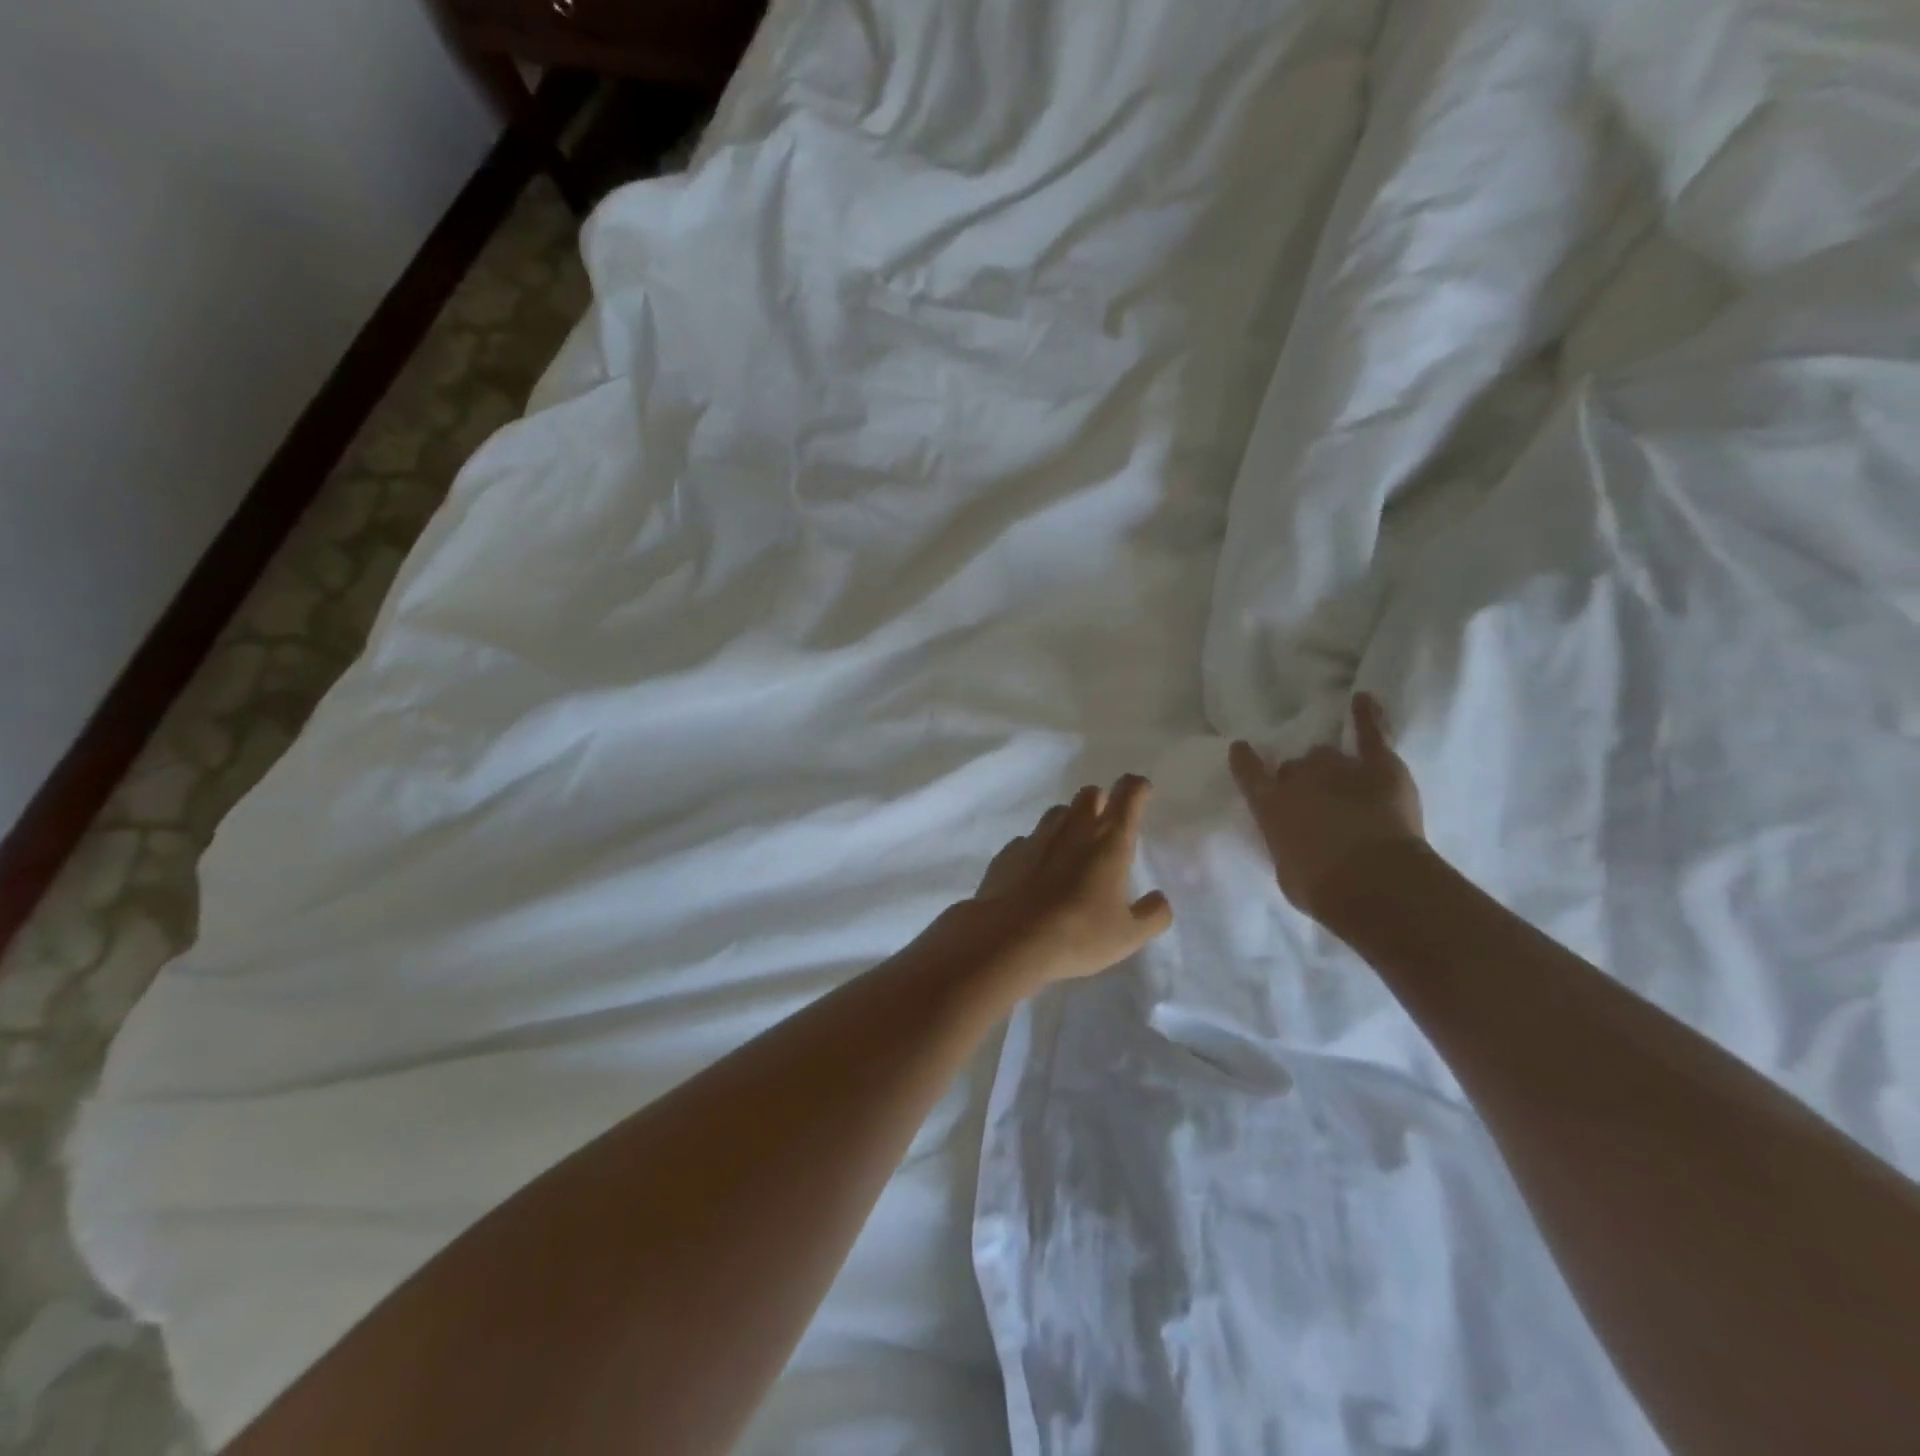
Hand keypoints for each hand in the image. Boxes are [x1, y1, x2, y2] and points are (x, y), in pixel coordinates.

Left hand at [960, 775, 1173, 987]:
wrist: (1009, 941)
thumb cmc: (1078, 935)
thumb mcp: (1128, 936)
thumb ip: (1152, 915)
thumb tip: (1160, 900)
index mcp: (1109, 842)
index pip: (1128, 795)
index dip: (1137, 788)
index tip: (1142, 791)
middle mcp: (1073, 829)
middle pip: (1089, 794)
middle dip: (1100, 801)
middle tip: (1105, 824)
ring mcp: (1036, 838)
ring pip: (1057, 812)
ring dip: (1069, 821)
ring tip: (1072, 849)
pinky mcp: (1008, 853)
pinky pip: (1028, 840)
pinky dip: (1038, 849)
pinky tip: (1037, 872)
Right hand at [1229, 693, 1424, 922]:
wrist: (1374, 883)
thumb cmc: (1321, 888)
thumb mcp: (1287, 870)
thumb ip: (1286, 843)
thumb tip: (1293, 837)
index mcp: (1270, 805)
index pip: (1249, 773)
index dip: (1245, 761)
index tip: (1241, 749)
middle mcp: (1299, 779)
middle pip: (1295, 767)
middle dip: (1299, 778)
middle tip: (1312, 798)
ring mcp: (1340, 768)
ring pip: (1327, 754)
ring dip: (1329, 766)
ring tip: (1339, 780)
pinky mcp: (1380, 766)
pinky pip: (1371, 734)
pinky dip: (1368, 716)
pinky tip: (1363, 698)